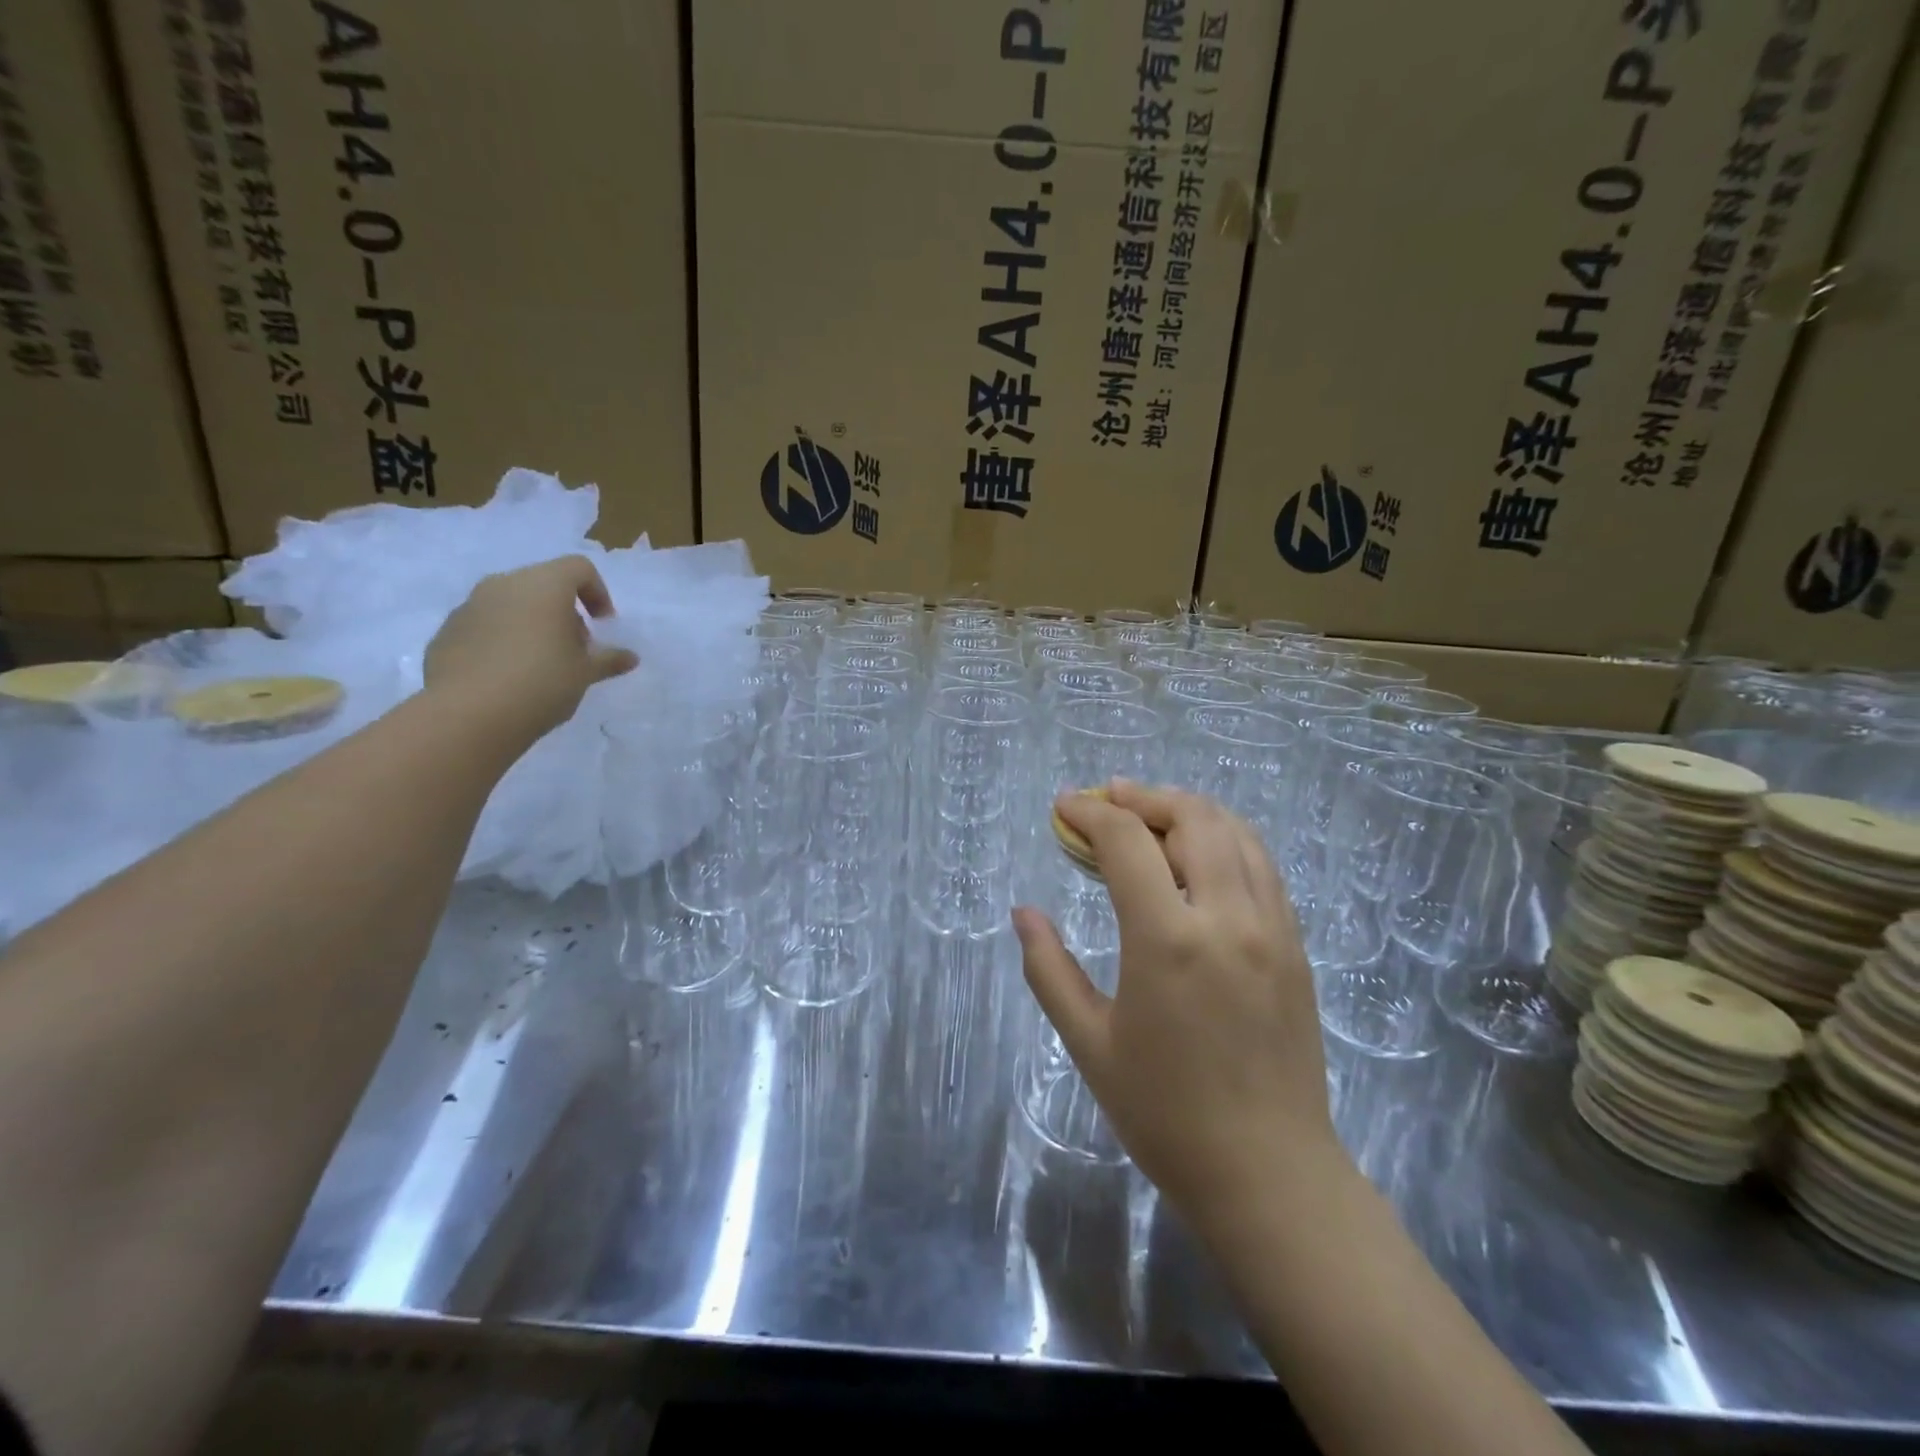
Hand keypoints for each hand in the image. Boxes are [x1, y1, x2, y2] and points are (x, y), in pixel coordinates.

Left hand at [424, 555, 637, 740]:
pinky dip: (504, 639)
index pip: (578, 568)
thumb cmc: (541, 683)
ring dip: (533, 624)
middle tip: (575, 648)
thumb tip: (630, 657)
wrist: (468, 715)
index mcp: (543, 586)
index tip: (603, 625)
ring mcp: (470, 606)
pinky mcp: (447, 631)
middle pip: (543, 584)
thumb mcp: (585, 673)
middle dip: (565, 611)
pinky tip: (510, 675)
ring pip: (512, 603)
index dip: (598, 593)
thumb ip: (608, 659)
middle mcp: (504, 585)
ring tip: (542, 664)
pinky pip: (486, 625)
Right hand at [1013, 781, 1341, 1229]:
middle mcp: (1227, 917)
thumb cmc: (1165, 1113)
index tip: (1063, 808)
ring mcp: (1271, 928)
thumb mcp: (1088, 1043)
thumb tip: (1023, 913)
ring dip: (1188, 809)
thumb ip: (1049, 969)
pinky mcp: (1295, 945)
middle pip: (1191, 817)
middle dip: (1142, 796)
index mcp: (1168, 940)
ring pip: (1236, 831)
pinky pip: (1262, 865)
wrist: (1269, 1174)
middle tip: (1107, 798)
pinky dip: (1225, 838)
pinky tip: (1200, 855)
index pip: (1126, 841)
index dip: (1089, 812)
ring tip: (1151, 814)